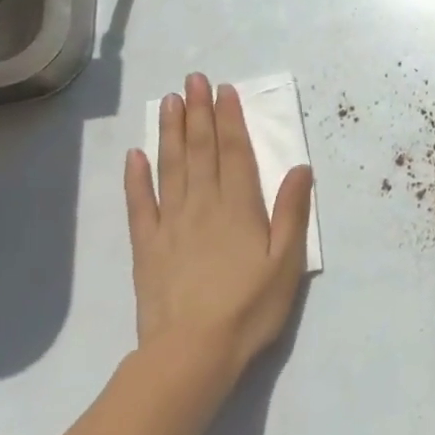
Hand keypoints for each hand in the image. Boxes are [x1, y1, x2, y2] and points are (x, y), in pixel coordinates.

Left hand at [123, 73, 314, 383]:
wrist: (192, 354)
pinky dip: (136, 178)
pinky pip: (139, 205)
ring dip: (171, 132)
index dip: (230, 118)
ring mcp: (170, 224)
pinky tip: (135, 155)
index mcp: (239, 207)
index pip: (234, 152)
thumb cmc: (248, 308)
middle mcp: (203, 205)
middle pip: (201, 150)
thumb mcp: (286, 262)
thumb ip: (292, 212)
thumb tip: (299, 167)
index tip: (224, 90)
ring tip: (170, 102)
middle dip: (199, 112)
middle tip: (194, 79)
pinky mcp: (146, 247)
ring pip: (171, 167)